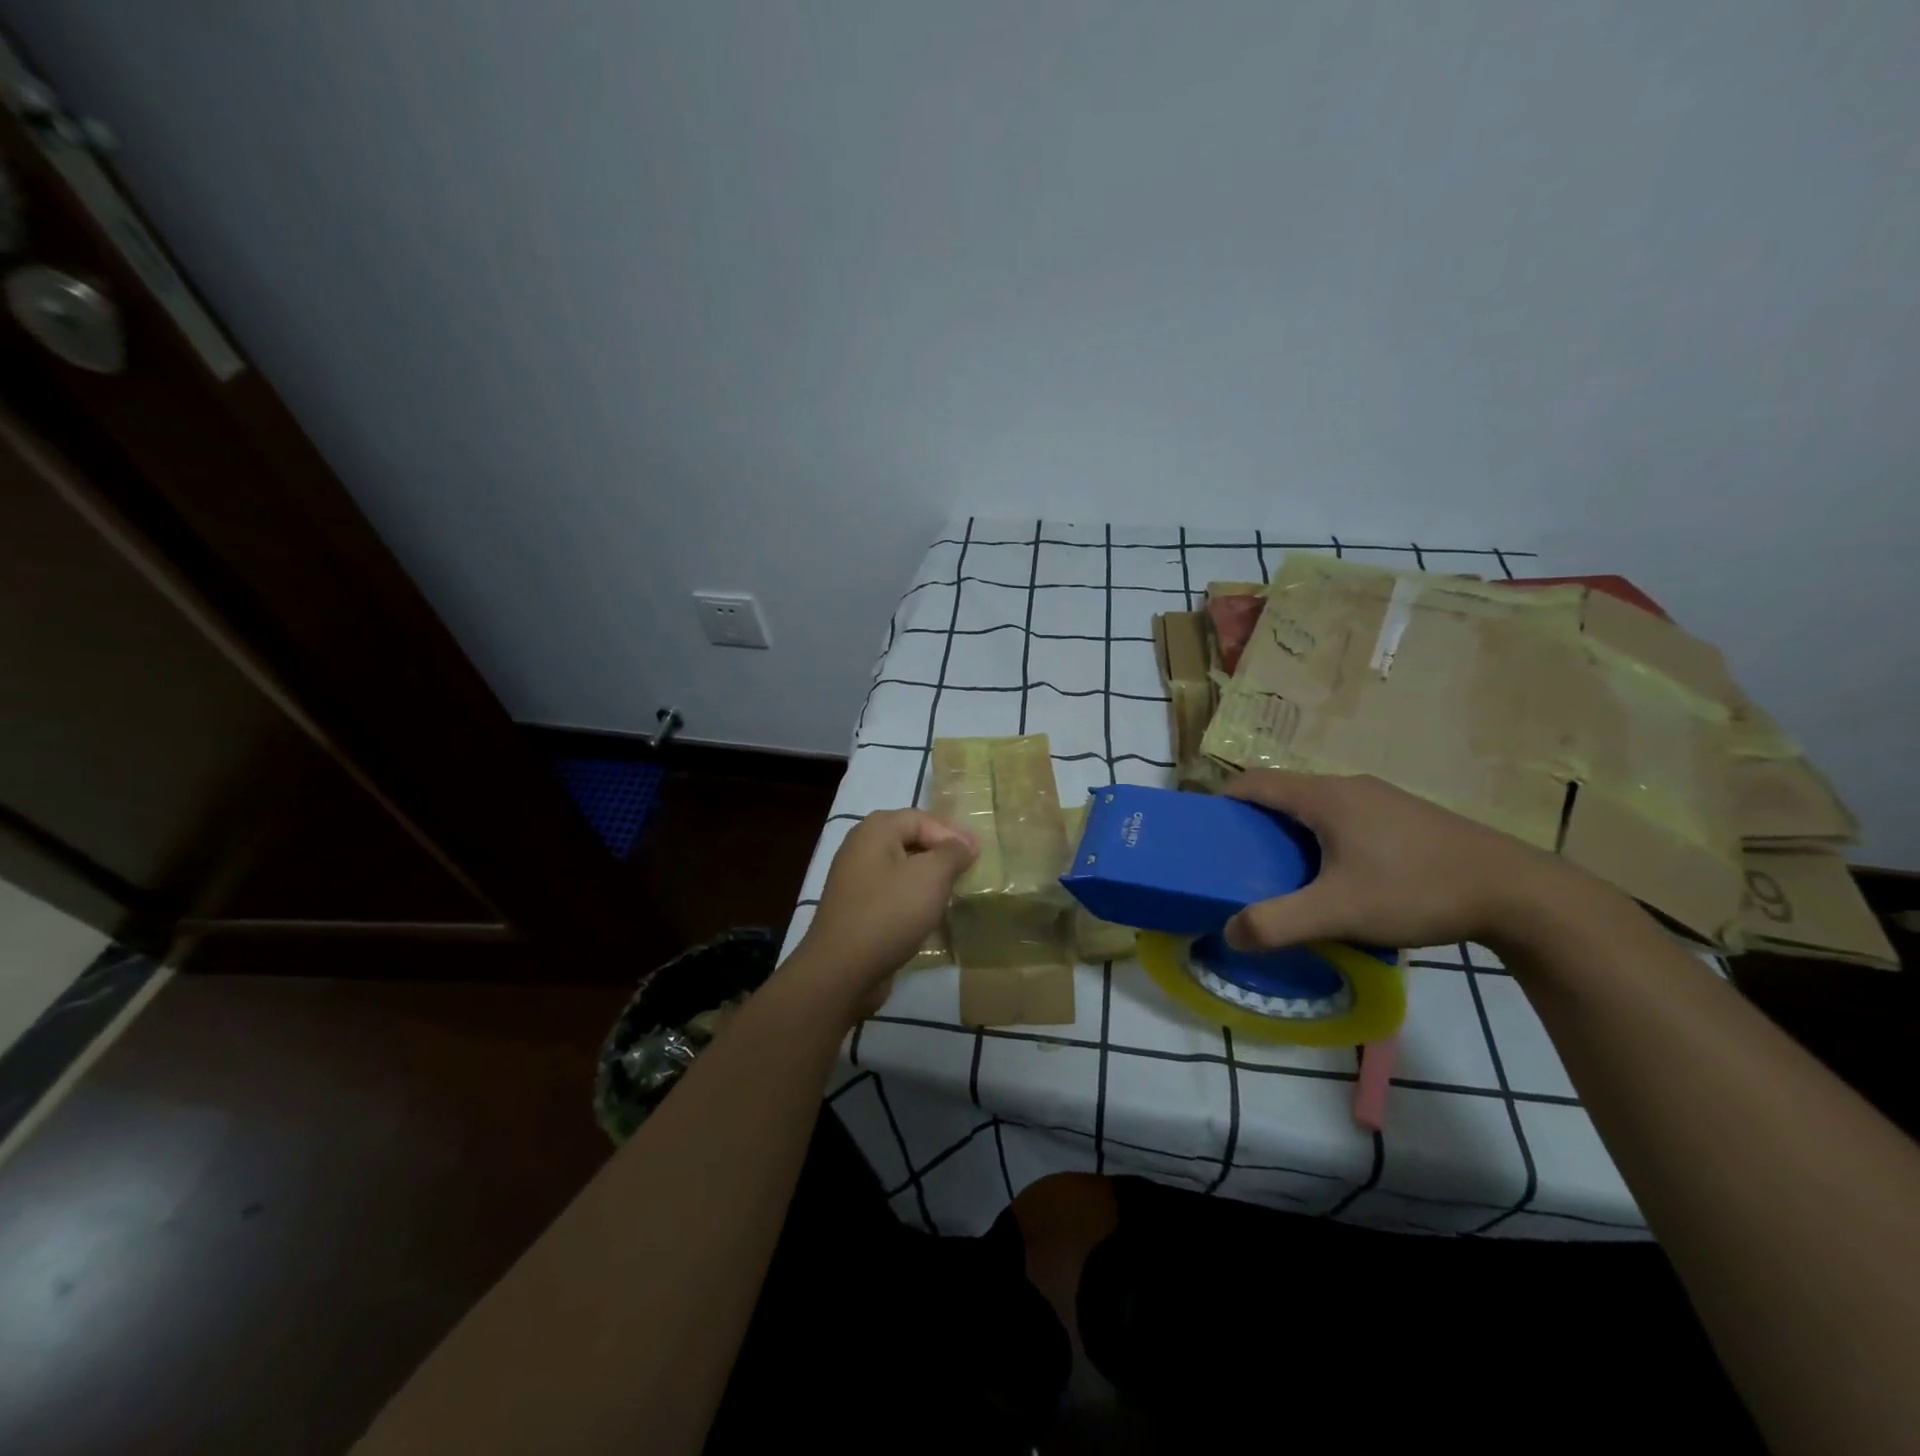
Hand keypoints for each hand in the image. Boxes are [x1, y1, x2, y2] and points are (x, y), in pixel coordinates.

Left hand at [791, 809, 976, 1014]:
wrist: (843, 970)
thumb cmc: (890, 912)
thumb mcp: (931, 876)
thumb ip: (952, 853)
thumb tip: (965, 844)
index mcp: (875, 830)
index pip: (922, 818)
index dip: (952, 832)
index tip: (979, 854)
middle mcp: (861, 847)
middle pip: (910, 840)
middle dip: (942, 854)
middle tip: (970, 870)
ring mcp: (856, 880)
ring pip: (902, 869)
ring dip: (929, 878)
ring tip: (955, 891)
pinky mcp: (858, 909)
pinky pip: (893, 894)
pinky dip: (914, 899)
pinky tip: (931, 914)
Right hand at [1221, 770, 1604, 951]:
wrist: (1518, 893)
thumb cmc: (1416, 889)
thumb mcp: (1340, 912)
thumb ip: (1278, 923)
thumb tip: (1229, 932)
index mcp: (1324, 797)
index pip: (1255, 782)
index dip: (1223, 801)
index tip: (1206, 831)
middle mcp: (1349, 787)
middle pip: (1284, 792)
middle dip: (1254, 821)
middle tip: (1239, 859)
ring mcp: (1382, 799)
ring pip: (1317, 806)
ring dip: (1290, 830)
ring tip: (1282, 871)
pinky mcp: (1406, 817)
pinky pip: (1345, 817)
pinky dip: (1322, 836)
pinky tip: (1337, 874)